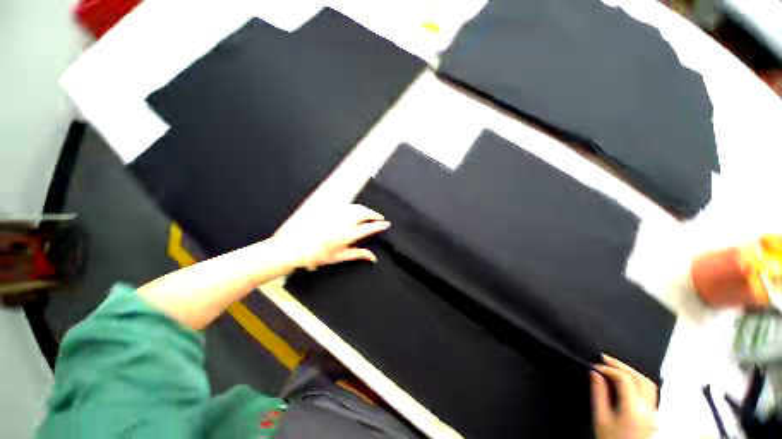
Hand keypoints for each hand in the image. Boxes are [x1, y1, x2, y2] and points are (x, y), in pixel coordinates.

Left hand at [273, 204, 389, 269]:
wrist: (296, 245)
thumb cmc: (318, 254)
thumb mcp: (340, 256)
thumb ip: (358, 254)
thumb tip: (372, 257)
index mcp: (348, 234)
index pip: (369, 227)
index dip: (380, 225)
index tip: (386, 223)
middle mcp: (344, 222)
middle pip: (365, 213)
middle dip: (375, 214)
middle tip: (380, 217)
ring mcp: (336, 214)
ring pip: (356, 207)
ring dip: (366, 209)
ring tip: (370, 214)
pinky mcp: (329, 210)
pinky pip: (347, 206)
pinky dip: (355, 208)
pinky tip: (355, 211)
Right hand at [591, 355, 656, 438]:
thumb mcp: (600, 418)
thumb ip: (598, 394)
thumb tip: (595, 373)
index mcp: (633, 409)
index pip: (624, 379)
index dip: (609, 368)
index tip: (595, 366)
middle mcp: (648, 409)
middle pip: (640, 378)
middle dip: (622, 365)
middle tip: (605, 358)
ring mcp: (653, 412)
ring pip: (648, 384)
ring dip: (632, 371)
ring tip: (616, 366)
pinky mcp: (653, 415)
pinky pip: (650, 392)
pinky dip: (638, 381)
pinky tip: (628, 380)